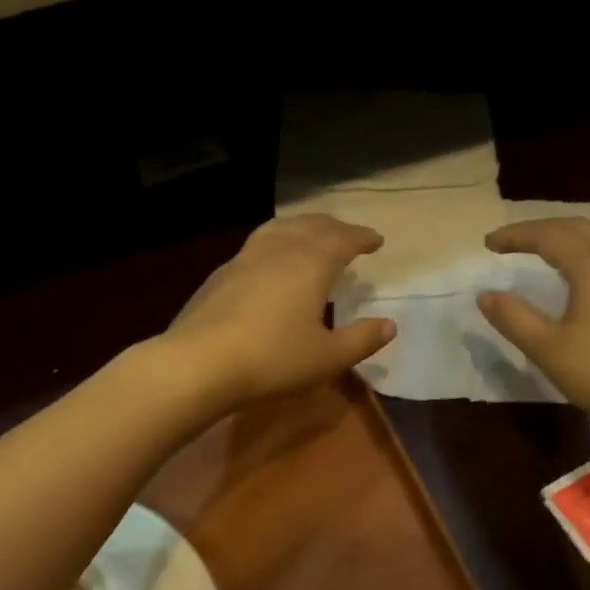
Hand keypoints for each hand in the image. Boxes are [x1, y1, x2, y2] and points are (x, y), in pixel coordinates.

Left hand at [158, 215, 395, 411]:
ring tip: (308, 236)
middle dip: (333, 227)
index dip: (362, 238)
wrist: (199, 363)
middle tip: (346, 234)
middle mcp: (279, 250)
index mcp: (311, 263)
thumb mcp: (327, 357)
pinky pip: (255, 247)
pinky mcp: (219, 276)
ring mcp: (244, 259)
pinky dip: (273, 244)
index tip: (376, 240)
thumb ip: (361, 339)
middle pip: (310, 226)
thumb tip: (389, 324)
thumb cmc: (273, 359)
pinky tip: (268, 265)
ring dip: (300, 228)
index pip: (343, 239)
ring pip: (278, 229)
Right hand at [478, 219, 589, 441]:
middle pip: (578, 226)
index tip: (487, 243)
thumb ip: (513, 318)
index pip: (549, 235)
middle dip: (540, 229)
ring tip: (551, 247)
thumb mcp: (547, 349)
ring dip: (572, 233)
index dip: (516, 235)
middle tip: (510, 242)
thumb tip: (485, 294)